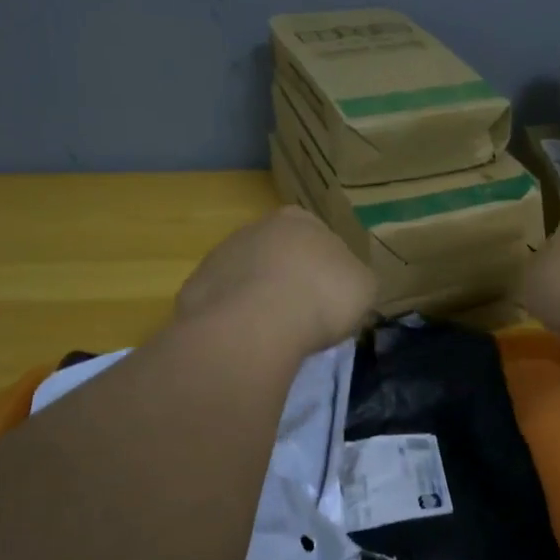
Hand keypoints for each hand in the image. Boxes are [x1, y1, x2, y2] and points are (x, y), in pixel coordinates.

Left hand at [176, 206, 377, 355]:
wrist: (256, 324)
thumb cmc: (321, 295)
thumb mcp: (364, 288)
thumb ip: (355, 280)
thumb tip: (346, 286)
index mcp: (299, 219)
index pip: (318, 238)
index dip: (327, 270)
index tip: (332, 298)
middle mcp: (255, 227)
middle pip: (279, 256)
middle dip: (290, 281)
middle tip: (305, 317)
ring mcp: (220, 256)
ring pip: (248, 278)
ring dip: (260, 300)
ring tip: (275, 334)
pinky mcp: (195, 288)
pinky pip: (224, 305)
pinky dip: (235, 320)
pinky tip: (248, 340)